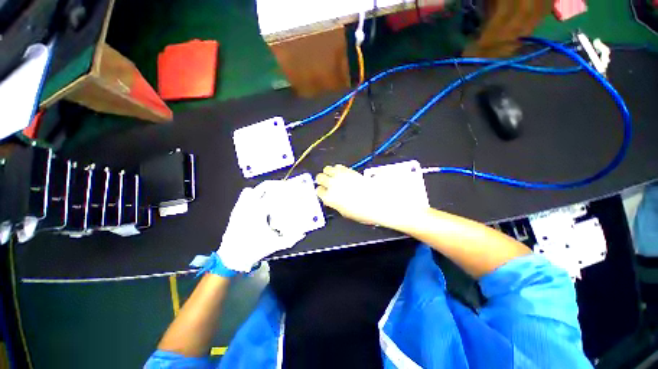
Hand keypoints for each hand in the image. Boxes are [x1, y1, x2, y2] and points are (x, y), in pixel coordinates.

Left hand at [217, 181, 304, 271]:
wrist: (232, 257)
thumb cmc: (254, 249)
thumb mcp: (275, 245)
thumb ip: (291, 239)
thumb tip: (303, 233)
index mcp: (259, 212)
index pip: (272, 193)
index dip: (282, 188)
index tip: (290, 188)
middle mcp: (249, 206)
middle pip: (262, 187)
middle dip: (273, 184)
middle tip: (282, 187)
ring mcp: (240, 208)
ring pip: (251, 190)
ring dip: (262, 189)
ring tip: (271, 193)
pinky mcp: (235, 211)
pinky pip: (243, 197)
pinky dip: (252, 195)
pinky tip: (258, 200)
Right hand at [315, 165, 426, 227]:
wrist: (378, 201)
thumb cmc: (362, 211)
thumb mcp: (345, 212)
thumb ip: (335, 203)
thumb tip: (333, 199)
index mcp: (329, 198)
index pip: (318, 191)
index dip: (321, 191)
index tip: (324, 192)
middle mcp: (332, 185)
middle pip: (319, 177)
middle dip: (322, 180)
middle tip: (326, 182)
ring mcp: (340, 176)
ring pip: (327, 169)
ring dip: (328, 172)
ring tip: (333, 176)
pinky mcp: (348, 170)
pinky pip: (338, 166)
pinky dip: (338, 169)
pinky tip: (342, 173)